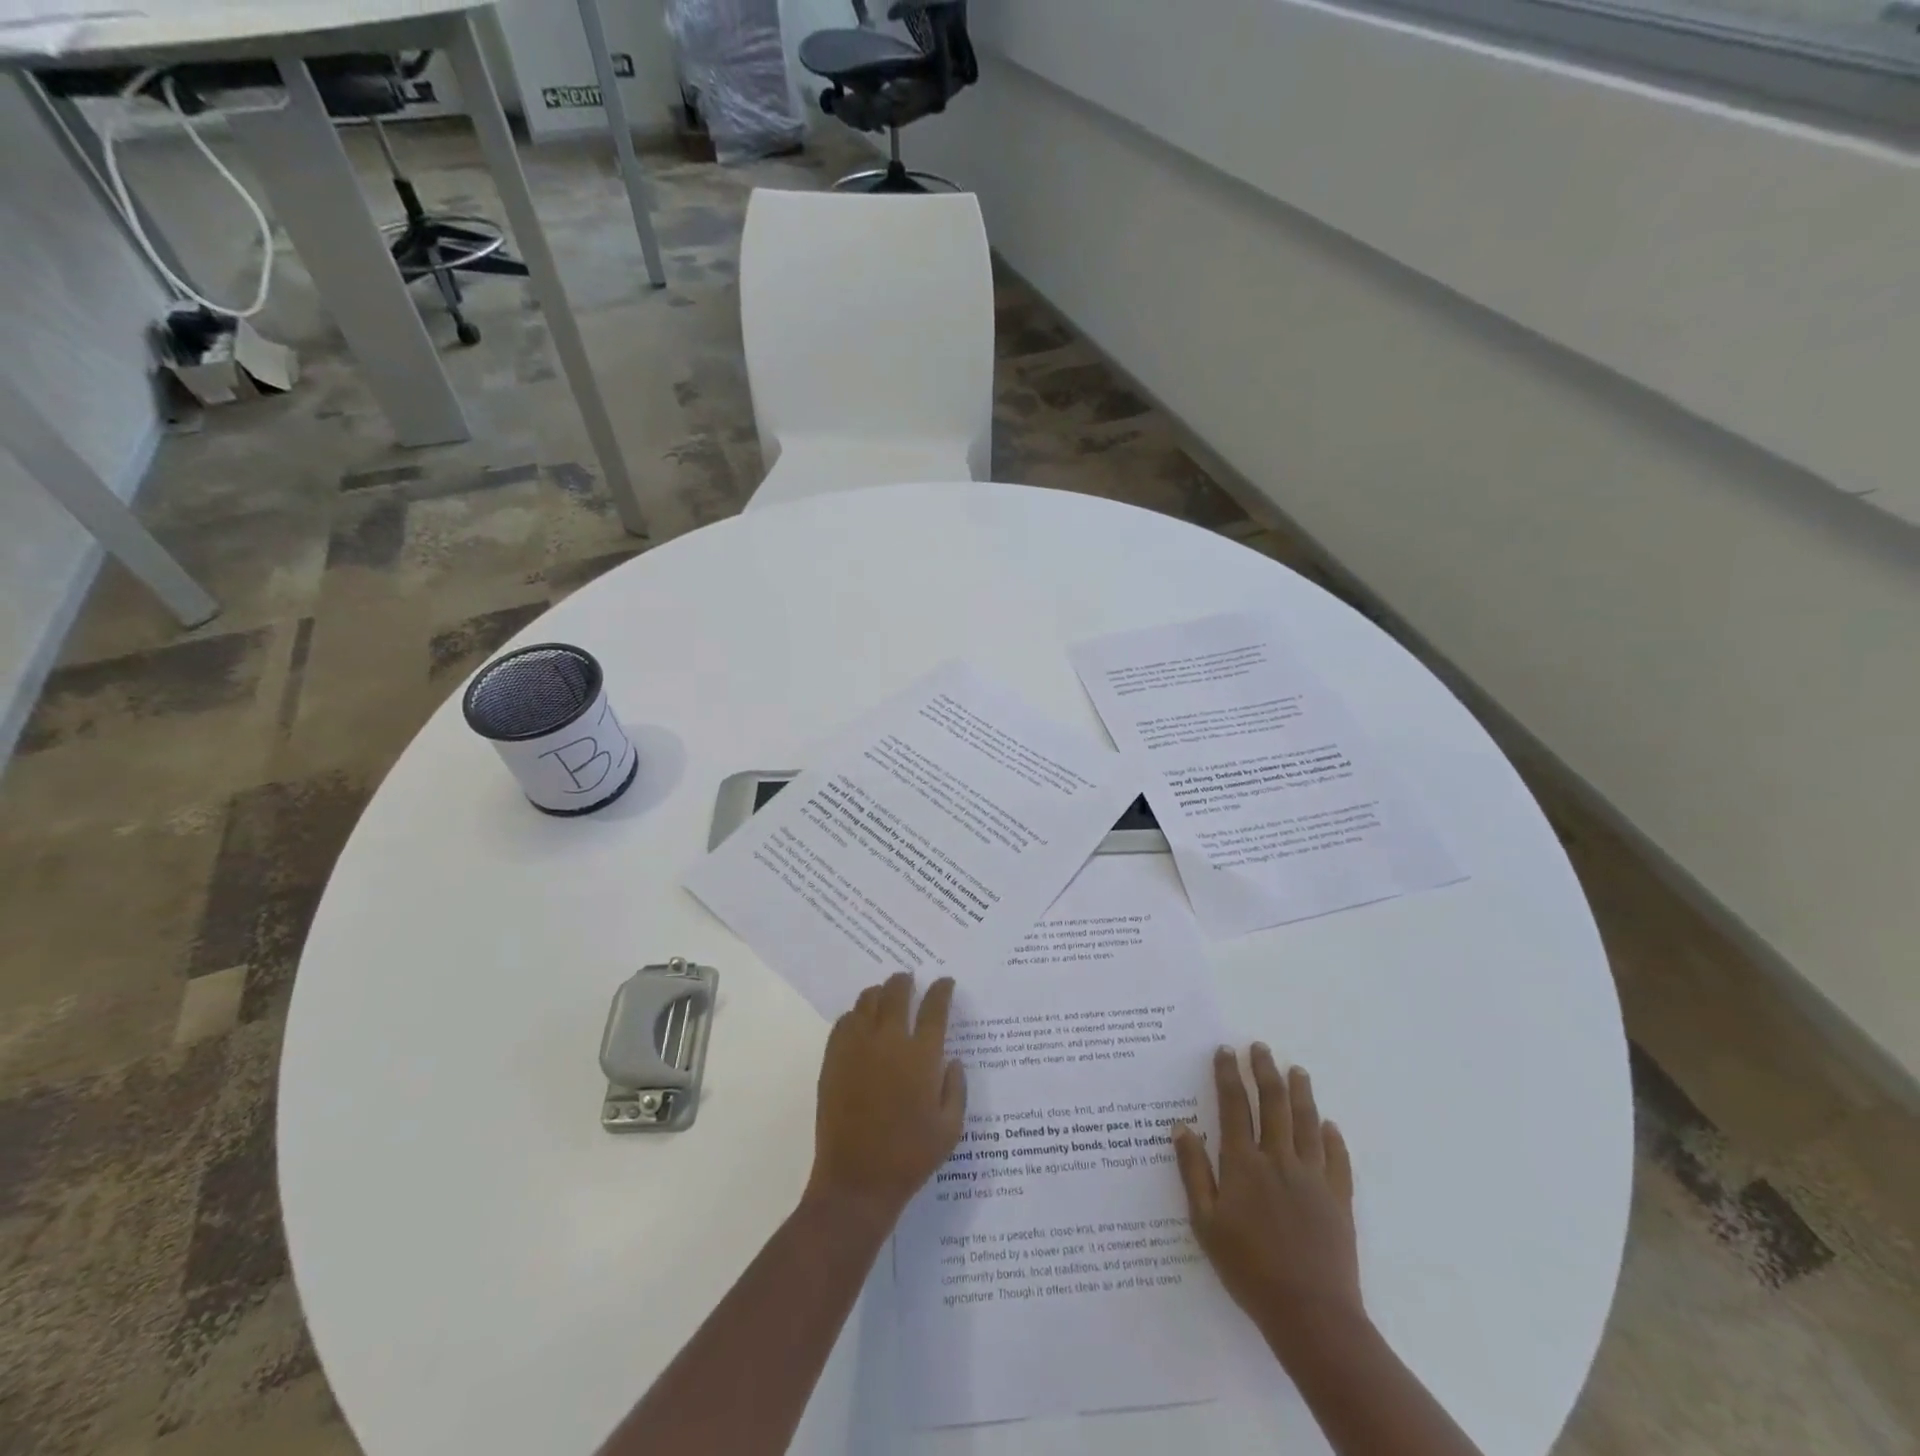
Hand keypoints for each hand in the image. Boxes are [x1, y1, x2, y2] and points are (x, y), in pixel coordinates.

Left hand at [805, 972, 966, 1230]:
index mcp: (921, 1056)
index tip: (945, 982)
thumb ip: (955, 1088)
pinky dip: (855, 1014)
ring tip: (885, 996)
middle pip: (896, 993)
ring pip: (867, 1001)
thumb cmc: (910, 1157)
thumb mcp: (950, 1128)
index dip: (941, 990)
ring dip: (879, 993)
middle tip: (909, 979)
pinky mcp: (833, 1060)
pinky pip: (843, 1022)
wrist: (857, 1182)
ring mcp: (856, 1048)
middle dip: (905, 981)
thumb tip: (952, 1060)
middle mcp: (888, 1042)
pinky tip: (860, 1022)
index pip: (934, 1008)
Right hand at [1175, 1044, 1361, 1352]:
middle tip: (1259, 1048)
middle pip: (1272, 1103)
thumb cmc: (1248, 1268)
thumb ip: (1193, 1171)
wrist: (1310, 1314)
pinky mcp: (1338, 1199)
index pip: (1233, 1106)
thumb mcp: (1205, 1222)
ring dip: (1300, 1092)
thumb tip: (1181, 1126)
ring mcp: (1313, 1177)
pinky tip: (1329, 1124)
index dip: (1228, 1075)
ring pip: (1306, 1122)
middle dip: (1264, 1071)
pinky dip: (1332, 1137)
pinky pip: (1337, 1159)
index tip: (1226, 1051)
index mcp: (1243, 1164)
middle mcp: (1278, 1159)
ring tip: (1296, 1070)